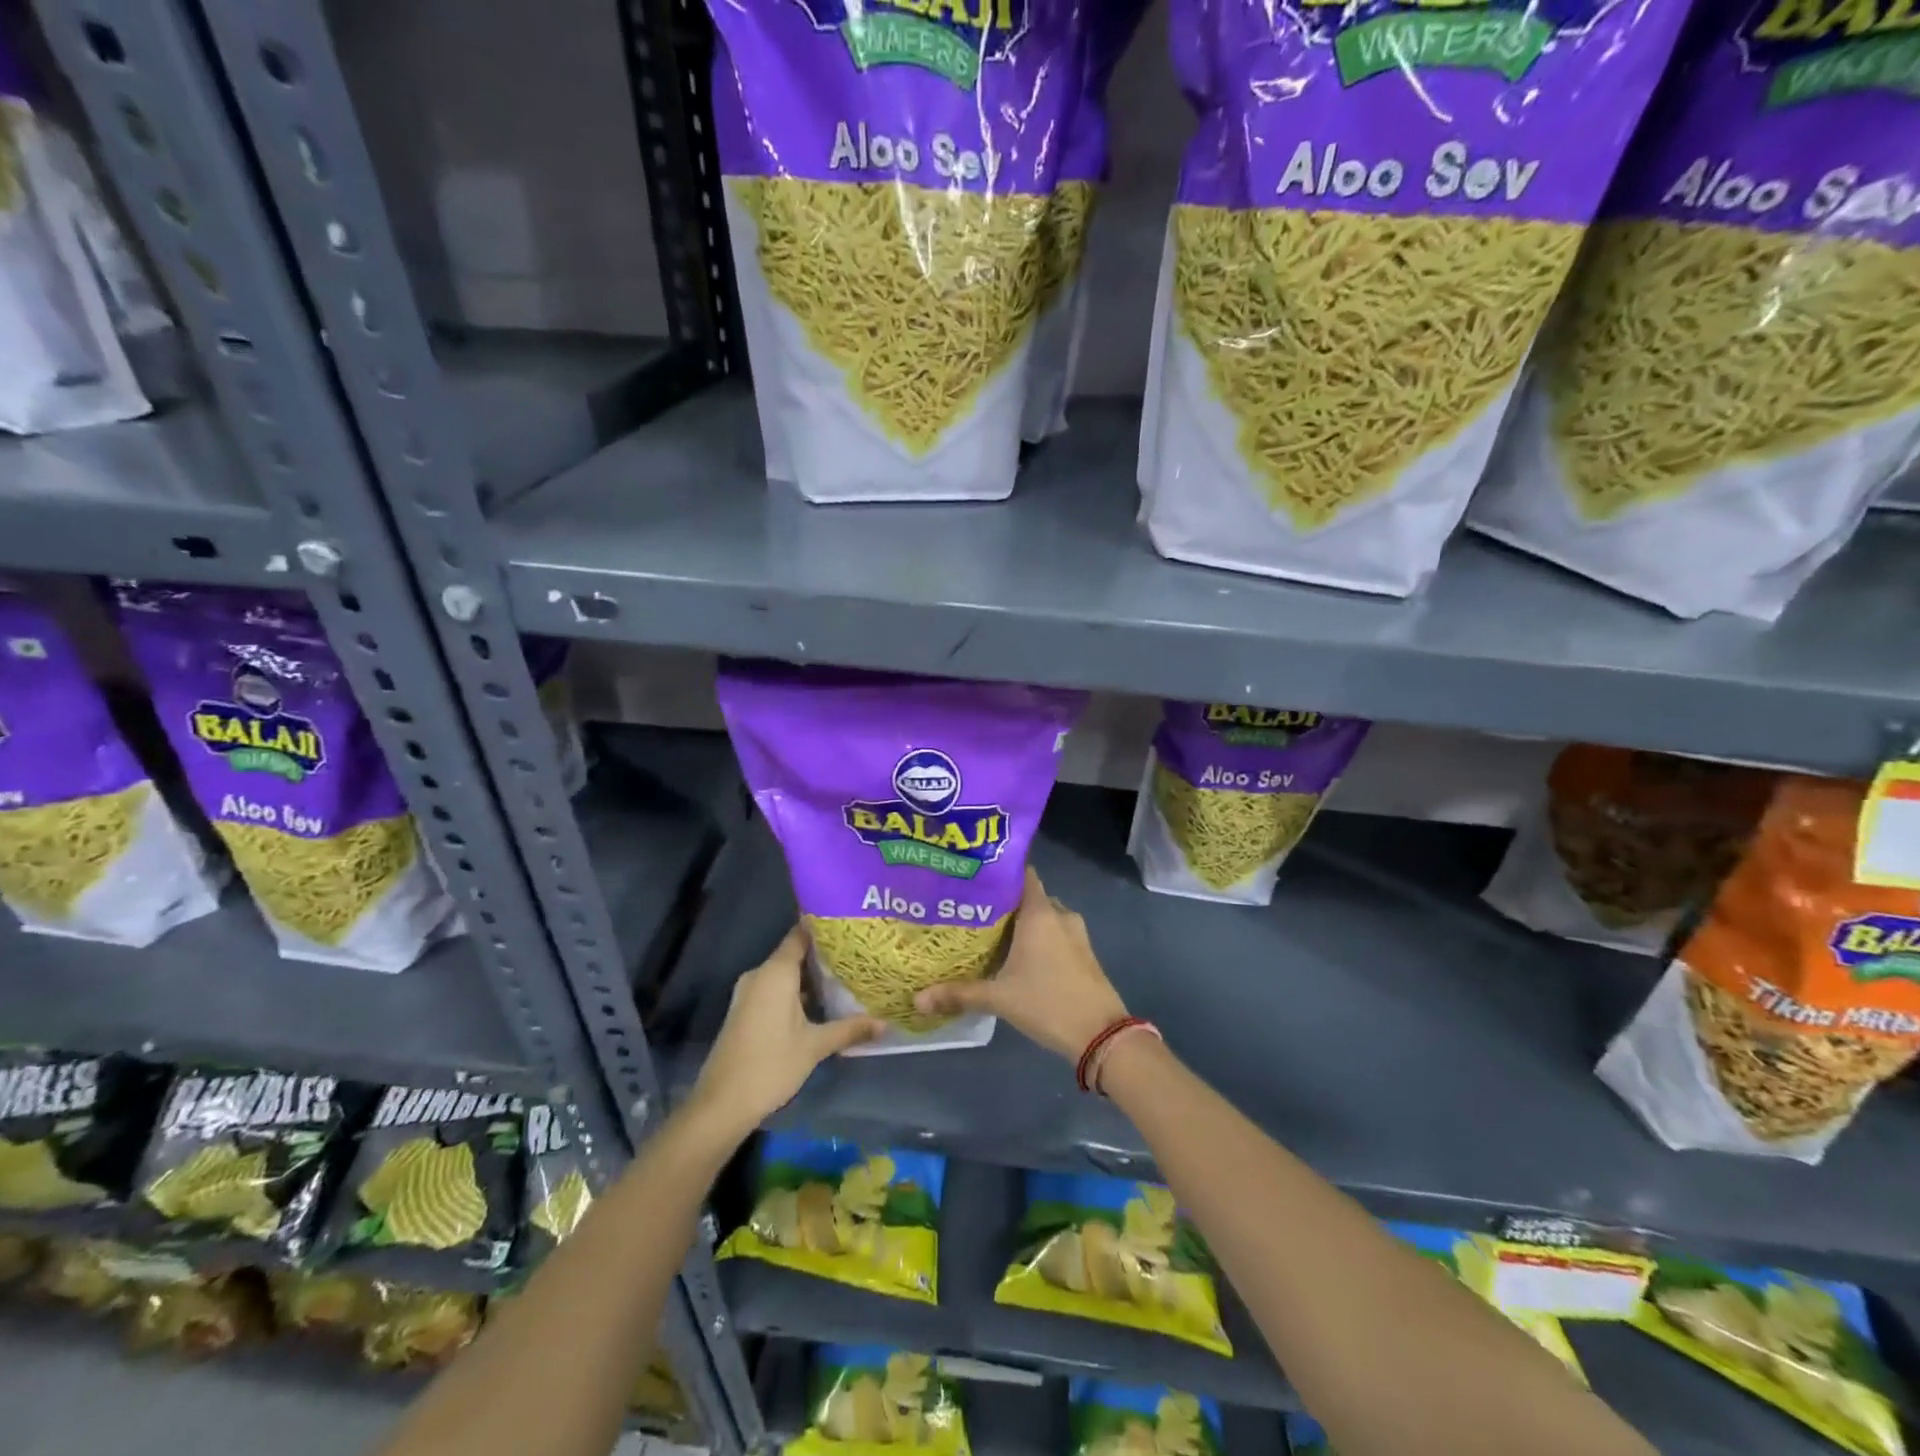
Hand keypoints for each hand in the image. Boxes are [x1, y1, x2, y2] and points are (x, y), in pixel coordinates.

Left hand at [689, 926, 883, 1137]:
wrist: (721, 1104)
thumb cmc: (770, 1065)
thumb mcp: (815, 1046)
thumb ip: (850, 1029)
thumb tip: (885, 1023)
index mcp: (775, 972)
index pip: (801, 934)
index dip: (825, 926)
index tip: (851, 923)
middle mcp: (760, 975)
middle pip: (795, 952)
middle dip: (825, 953)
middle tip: (859, 951)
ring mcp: (750, 993)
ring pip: (786, 973)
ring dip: (812, 975)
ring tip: (848, 974)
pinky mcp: (746, 1010)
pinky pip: (776, 988)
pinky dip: (798, 990)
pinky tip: (822, 1001)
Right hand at [913, 867, 1127, 1061]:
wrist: (1101, 1035)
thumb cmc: (1048, 1003)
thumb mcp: (999, 998)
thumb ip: (959, 993)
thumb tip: (918, 998)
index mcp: (1040, 913)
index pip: (1021, 874)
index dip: (998, 873)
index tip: (973, 878)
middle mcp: (1059, 915)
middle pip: (1028, 897)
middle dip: (1003, 902)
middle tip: (971, 910)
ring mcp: (1076, 934)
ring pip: (1042, 917)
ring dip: (1021, 923)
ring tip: (989, 933)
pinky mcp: (1083, 953)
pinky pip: (1055, 933)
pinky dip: (1037, 938)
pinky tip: (1016, 955)